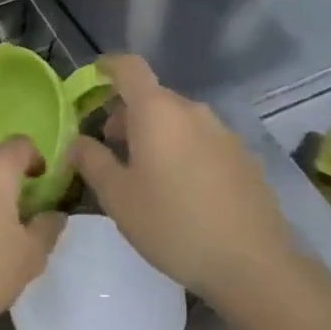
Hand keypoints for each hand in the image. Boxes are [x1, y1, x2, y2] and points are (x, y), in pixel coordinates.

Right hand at [67, 54, 297, 302]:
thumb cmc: (172, 224)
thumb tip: (77, 142)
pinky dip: (182, 150)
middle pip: (152, 97)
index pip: (129, 67)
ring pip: (178, 120)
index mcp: (156, 111)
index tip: (94, 77)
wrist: (253, 264)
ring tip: (145, 175)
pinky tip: (181, 191)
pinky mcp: (244, 157)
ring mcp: (223, 133)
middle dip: (126, 115)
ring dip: (155, 134)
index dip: (108, 66)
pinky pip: (202, 141)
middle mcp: (192, 111)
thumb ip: (91, 161)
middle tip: (110, 150)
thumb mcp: (117, 197)